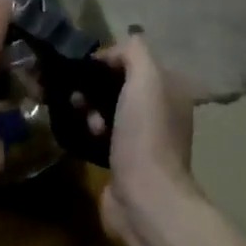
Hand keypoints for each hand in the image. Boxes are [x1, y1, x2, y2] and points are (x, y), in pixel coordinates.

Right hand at [91, 36, 198, 245]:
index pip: (134, 61)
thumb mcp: (145, 81)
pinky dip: (86, 130)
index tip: (82, 68)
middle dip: (92, 86)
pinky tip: (77, 134)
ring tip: (79, 118)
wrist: (143, 196)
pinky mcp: (121, 159)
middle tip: (75, 95)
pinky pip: (98, 133)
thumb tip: (113, 49)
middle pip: (116, 85)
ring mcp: (141, 138)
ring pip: (104, 109)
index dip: (107, 60)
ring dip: (86, 109)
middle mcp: (159, 112)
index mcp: (171, 90)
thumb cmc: (145, 135)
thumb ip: (133, 53)